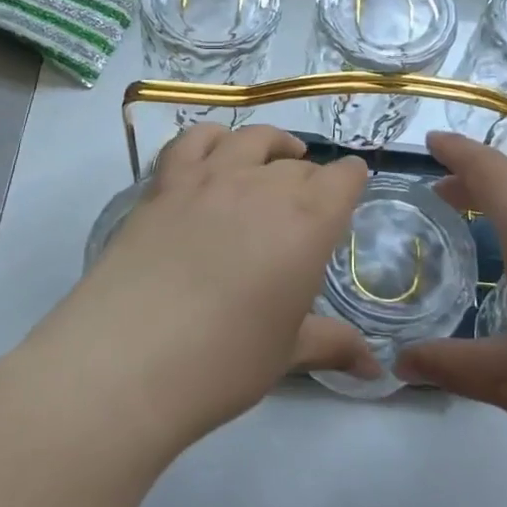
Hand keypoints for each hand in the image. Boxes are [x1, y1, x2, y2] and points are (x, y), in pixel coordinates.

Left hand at [25, 125, 374, 453]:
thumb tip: (376, 369)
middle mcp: (264, 186)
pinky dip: (212, 137)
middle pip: (298, 165)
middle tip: (306, 206)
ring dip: (271, 146)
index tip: (351, 188)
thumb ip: (332, 345)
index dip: (351, 180)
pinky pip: (193, 140)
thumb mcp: (286, 354)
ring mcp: (210, 178)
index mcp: (307, 222)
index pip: (343, 179)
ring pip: (251, 140)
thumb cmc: (225, 360)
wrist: (130, 358)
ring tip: (274, 157)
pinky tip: (216, 151)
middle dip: (311, 179)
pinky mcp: (165, 183)